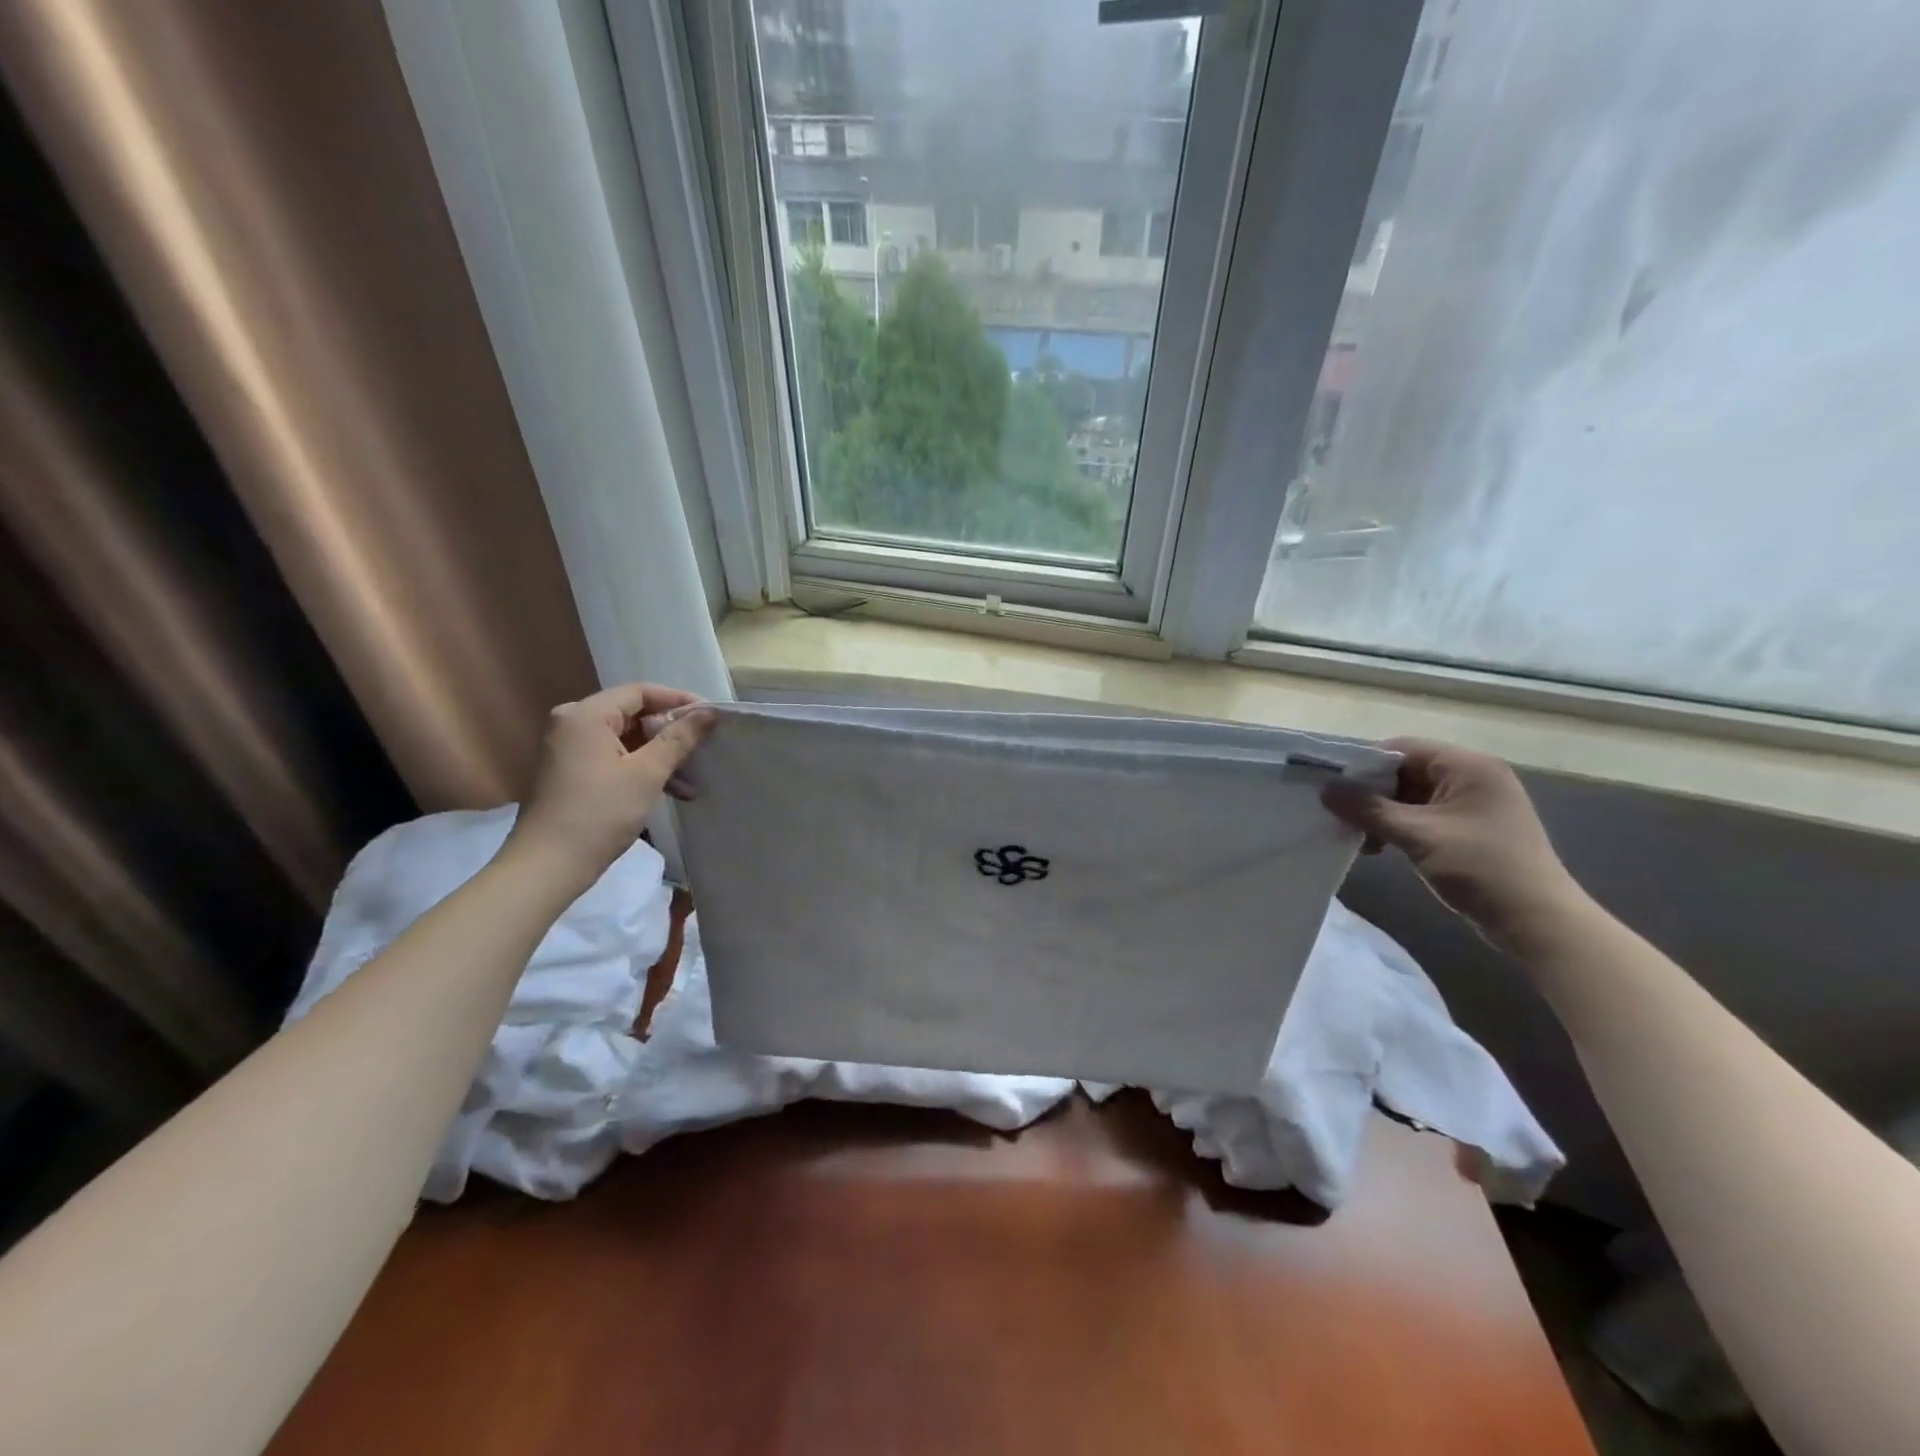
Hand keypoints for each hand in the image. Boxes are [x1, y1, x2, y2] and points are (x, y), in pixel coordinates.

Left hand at [504, 683, 713, 894]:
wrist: (549, 866)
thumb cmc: (600, 813)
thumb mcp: (647, 773)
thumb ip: (679, 738)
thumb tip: (709, 713)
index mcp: (586, 714)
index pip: (640, 692)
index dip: (679, 700)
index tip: (711, 717)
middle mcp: (573, 723)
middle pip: (634, 714)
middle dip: (672, 732)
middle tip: (705, 748)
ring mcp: (570, 748)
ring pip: (627, 739)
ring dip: (661, 755)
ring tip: (693, 779)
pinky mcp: (573, 772)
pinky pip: (616, 757)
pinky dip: (643, 768)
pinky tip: (672, 790)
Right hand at [1323, 738, 1589, 954]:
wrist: (1537, 922)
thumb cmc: (1480, 868)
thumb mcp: (1417, 835)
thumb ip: (1368, 809)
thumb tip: (1326, 789)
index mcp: (1467, 766)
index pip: (1402, 748)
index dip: (1363, 763)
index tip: (1331, 784)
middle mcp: (1472, 776)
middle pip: (1405, 771)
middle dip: (1370, 792)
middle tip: (1338, 813)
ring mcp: (1473, 803)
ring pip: (1411, 795)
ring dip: (1381, 813)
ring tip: (1358, 836)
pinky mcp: (1470, 827)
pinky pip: (1424, 815)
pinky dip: (1399, 826)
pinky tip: (1378, 846)